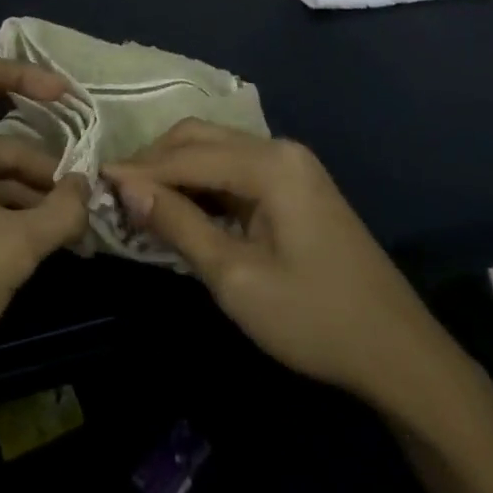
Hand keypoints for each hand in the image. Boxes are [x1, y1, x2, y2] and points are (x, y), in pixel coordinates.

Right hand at [105, 121, 475, 421]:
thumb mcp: (236, 278)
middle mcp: (280, 149)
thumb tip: (126, 187)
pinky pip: (236, 171)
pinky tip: (180, 207)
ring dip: (177, 170)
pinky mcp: (295, 186)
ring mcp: (291, 166)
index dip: (139, 169)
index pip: (188, 155)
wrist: (398, 353)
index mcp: (271, 164)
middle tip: (115, 192)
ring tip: (138, 200)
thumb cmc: (314, 319)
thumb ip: (179, 225)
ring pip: (217, 151)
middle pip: (201, 139)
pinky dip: (203, 184)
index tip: (94, 180)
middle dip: (156, 161)